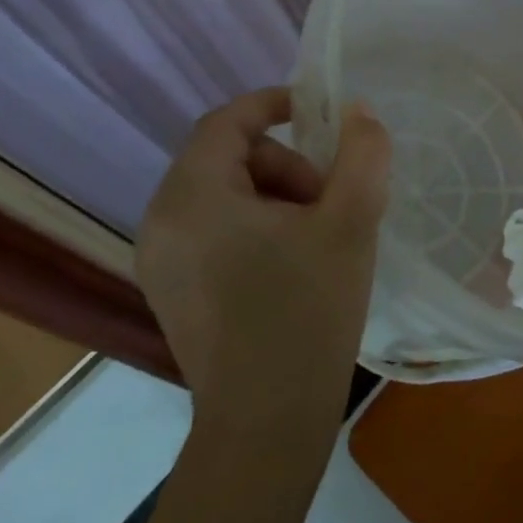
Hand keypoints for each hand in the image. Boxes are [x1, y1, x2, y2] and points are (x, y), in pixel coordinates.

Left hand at [136, 88, 390, 429]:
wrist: (267, 419)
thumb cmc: (308, 309)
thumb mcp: (352, 220)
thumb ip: (362, 153)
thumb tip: (358, 111)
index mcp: (193, 196)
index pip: (226, 121)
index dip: (274, 104)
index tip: (320, 112)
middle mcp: (161, 222)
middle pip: (229, 158)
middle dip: (287, 166)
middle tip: (330, 203)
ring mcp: (161, 262)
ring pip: (225, 196)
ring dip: (277, 198)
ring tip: (318, 239)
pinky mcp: (173, 291)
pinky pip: (215, 231)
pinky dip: (256, 228)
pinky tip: (294, 266)